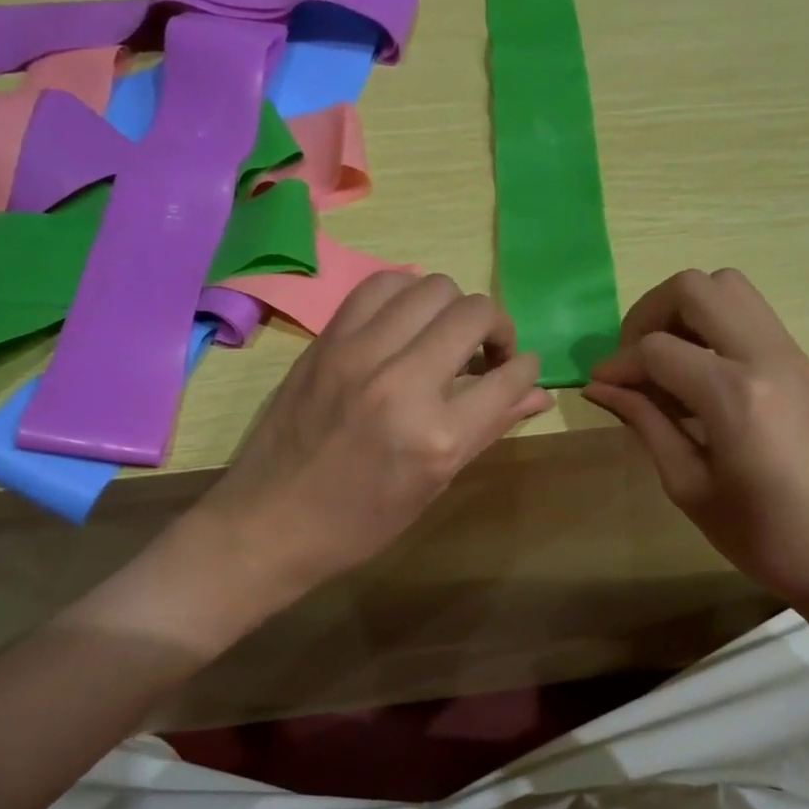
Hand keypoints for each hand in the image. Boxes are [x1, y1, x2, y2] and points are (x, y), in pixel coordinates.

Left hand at [195, 272, 552, 603]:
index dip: (526, 369)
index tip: (520, 370)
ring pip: (432, 287)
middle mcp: (403, 383)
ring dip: (453, 307)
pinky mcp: (327, 340)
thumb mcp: (434, 485)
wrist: (270, 522)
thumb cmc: (360, 522)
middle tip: (487, 353)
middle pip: (475, 313)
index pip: (509, 377)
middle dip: (498, 327)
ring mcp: (360, 354)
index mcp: (438, 437)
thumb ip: (490, 428)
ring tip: (445, 335)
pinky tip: (406, 323)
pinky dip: (406, 296)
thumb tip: (538, 394)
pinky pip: (381, 286)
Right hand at [583, 268, 808, 611]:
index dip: (618, 364)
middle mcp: (766, 357)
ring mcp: (790, 353)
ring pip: (728, 286)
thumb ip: (645, 423)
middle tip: (633, 357)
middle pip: (696, 288)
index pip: (658, 349)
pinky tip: (698, 373)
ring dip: (685, 310)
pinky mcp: (801, 361)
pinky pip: (749, 313)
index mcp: (734, 396)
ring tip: (665, 359)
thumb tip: (600, 387)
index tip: (600, 385)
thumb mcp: (688, 485)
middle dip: (650, 313)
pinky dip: (712, 324)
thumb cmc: (760, 534)